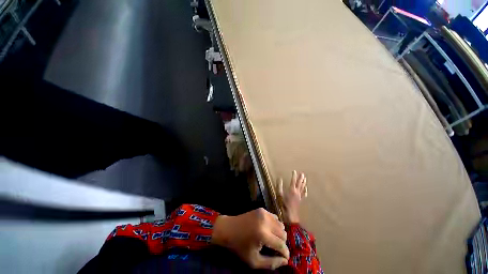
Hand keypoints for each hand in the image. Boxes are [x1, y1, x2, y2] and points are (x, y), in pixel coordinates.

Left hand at [211, 208, 288, 269]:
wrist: (229, 228)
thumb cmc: (240, 246)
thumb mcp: (254, 261)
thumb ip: (271, 263)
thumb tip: (285, 261)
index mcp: (263, 235)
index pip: (282, 245)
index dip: (285, 253)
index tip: (285, 257)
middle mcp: (265, 222)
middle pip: (283, 233)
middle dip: (282, 243)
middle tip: (276, 248)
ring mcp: (264, 213)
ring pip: (280, 224)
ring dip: (279, 233)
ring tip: (272, 239)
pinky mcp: (261, 209)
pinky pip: (275, 217)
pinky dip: (275, 224)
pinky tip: (269, 229)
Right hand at [277, 171, 306, 222]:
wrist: (291, 214)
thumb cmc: (284, 204)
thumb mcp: (279, 194)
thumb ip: (279, 185)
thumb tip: (279, 178)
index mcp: (291, 189)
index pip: (293, 180)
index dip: (293, 175)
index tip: (294, 171)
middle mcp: (296, 191)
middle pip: (299, 183)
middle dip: (300, 178)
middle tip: (302, 173)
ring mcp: (299, 196)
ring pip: (302, 187)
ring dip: (303, 182)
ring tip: (305, 178)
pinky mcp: (300, 200)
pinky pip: (303, 194)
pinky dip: (305, 190)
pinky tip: (306, 189)